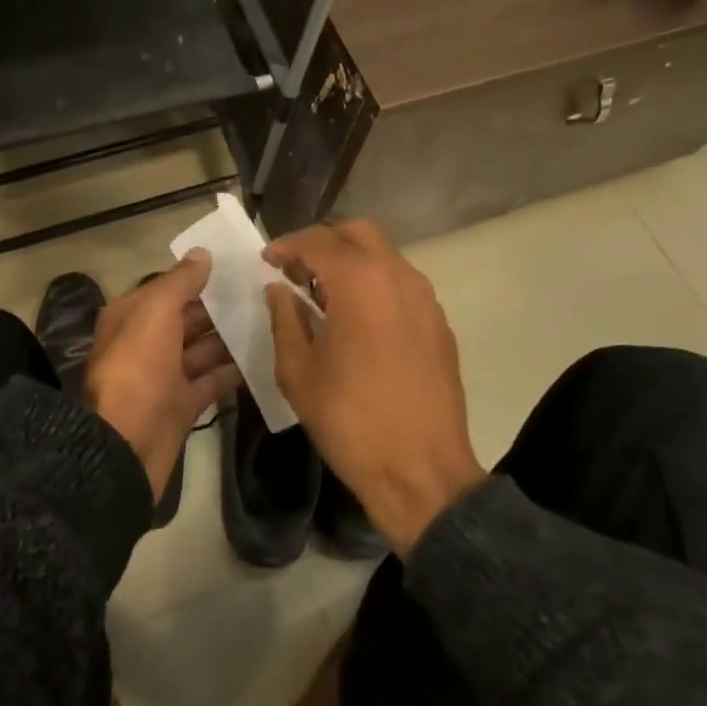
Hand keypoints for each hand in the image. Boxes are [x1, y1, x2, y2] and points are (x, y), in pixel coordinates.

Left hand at [85, 251, 240, 502]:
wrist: (125, 445)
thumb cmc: (137, 368)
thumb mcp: (155, 313)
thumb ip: (180, 282)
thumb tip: (202, 253)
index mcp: (132, 316)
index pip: (168, 288)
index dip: (198, 277)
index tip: (237, 267)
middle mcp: (146, 342)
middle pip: (187, 317)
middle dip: (220, 307)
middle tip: (263, 293)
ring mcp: (165, 375)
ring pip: (202, 349)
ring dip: (230, 337)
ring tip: (270, 320)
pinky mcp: (182, 405)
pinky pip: (211, 381)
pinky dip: (232, 371)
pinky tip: (262, 357)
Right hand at [264, 221, 482, 553]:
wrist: (422, 473)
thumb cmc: (351, 421)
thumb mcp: (298, 372)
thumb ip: (284, 319)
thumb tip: (279, 290)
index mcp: (360, 283)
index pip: (317, 241)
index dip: (286, 245)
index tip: (267, 259)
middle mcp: (397, 276)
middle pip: (358, 232)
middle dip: (323, 241)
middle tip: (297, 268)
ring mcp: (425, 298)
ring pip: (384, 254)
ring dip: (351, 260)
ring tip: (324, 292)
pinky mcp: (439, 322)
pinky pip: (402, 282)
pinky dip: (375, 282)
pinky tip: (358, 317)